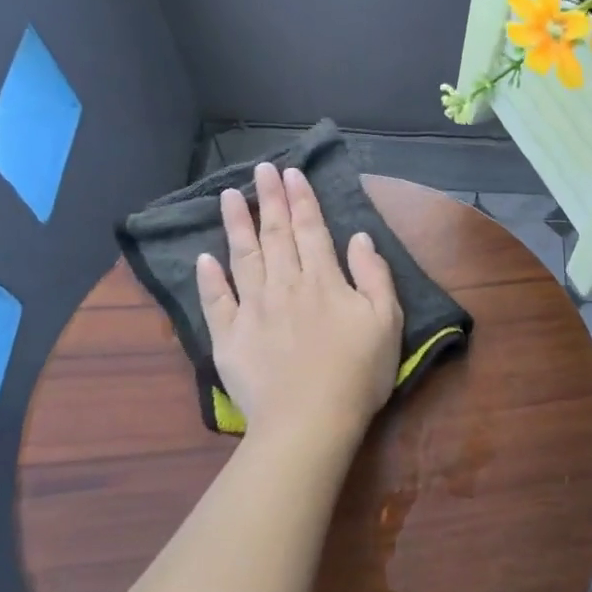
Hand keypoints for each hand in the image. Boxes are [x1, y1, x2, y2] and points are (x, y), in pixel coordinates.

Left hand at [196, 163, 402, 450]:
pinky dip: (209, 278)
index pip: (311, 229)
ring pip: (243, 257)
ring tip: (228, 196)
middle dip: (269, 199)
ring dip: (236, 225)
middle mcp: (285, 285)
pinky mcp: (229, 337)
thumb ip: (374, 275)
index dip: (302, 199)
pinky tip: (203, 258)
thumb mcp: (387, 321)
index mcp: (323, 281)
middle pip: (276, 235)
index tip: (291, 173)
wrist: (310, 421)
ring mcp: (252, 310)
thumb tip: (358, 237)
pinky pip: (216, 301)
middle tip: (261, 170)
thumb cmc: (358, 374)